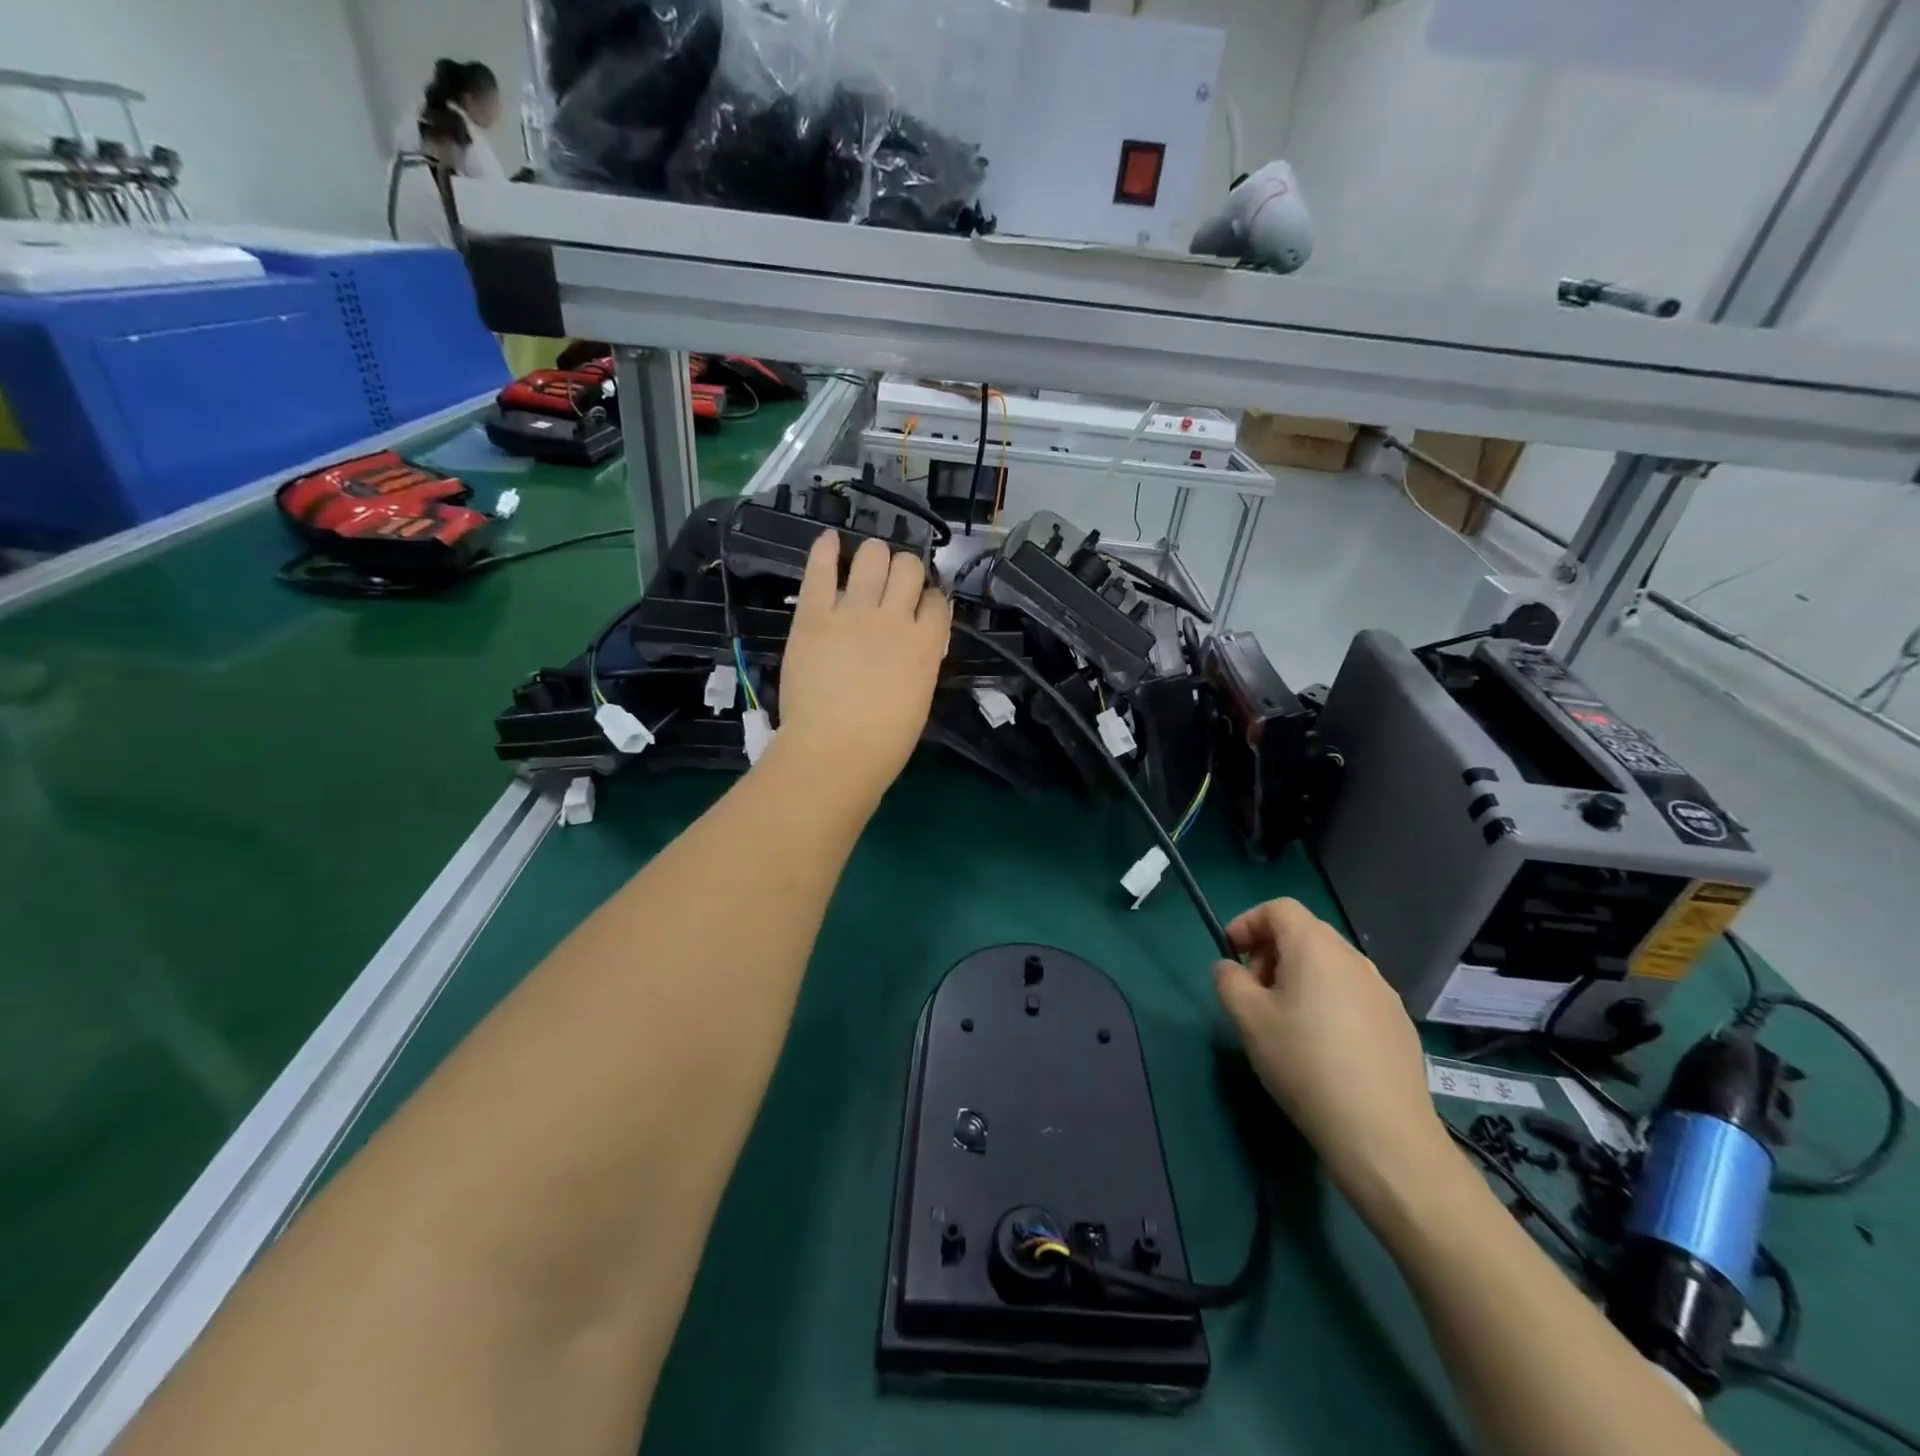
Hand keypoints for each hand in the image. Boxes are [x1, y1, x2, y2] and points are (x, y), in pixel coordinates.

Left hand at [772, 531, 949, 801]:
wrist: (834, 750)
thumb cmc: (884, 742)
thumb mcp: (919, 700)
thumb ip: (921, 664)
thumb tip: (917, 646)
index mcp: (926, 644)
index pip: (938, 601)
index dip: (930, 599)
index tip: (920, 607)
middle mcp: (895, 618)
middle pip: (910, 568)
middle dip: (905, 570)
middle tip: (893, 583)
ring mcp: (853, 612)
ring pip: (873, 557)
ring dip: (874, 555)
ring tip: (867, 563)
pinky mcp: (814, 615)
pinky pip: (822, 570)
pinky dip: (826, 550)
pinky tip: (829, 540)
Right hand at [1214, 898, 1451, 1206]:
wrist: (1383, 1134)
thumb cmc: (1305, 1064)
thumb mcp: (1248, 1020)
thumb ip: (1229, 982)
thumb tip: (1230, 969)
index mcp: (1315, 947)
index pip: (1278, 908)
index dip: (1248, 922)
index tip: (1230, 955)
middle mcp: (1354, 959)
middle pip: (1305, 934)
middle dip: (1271, 952)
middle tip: (1253, 992)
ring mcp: (1383, 992)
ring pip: (1330, 966)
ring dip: (1299, 978)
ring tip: (1284, 1022)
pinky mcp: (1399, 1024)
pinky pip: (1353, 995)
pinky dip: (1328, 1002)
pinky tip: (1322, 1048)